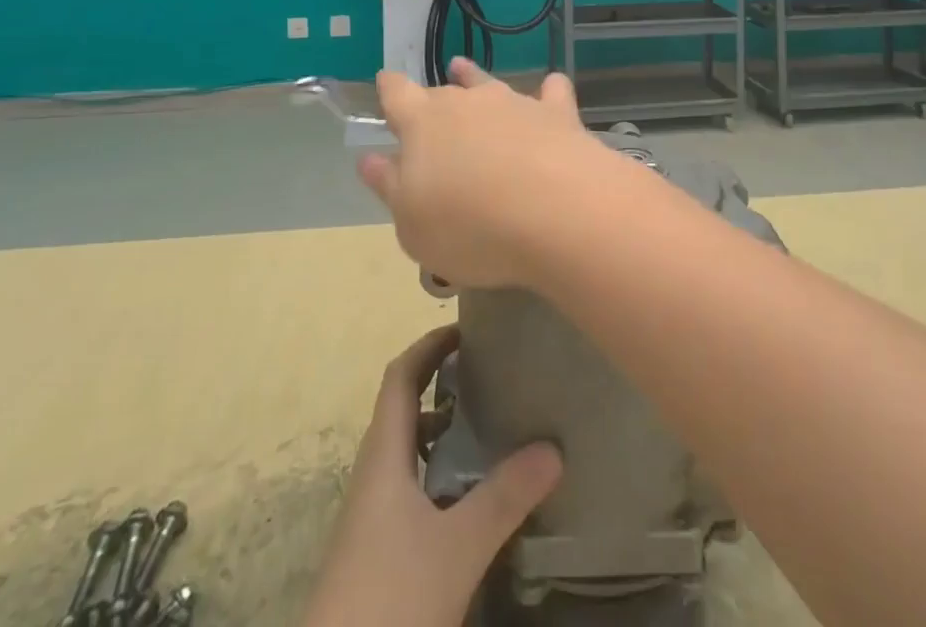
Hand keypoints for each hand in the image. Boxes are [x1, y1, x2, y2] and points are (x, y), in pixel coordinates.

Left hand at [302, 325, 562, 626]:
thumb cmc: (392, 598)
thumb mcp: (457, 547)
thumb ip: (504, 497)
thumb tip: (554, 447)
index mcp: (383, 455)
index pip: (400, 376)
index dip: (429, 346)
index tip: (466, 328)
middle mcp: (373, 474)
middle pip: (403, 408)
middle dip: (441, 383)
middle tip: (487, 373)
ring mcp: (371, 515)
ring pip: (407, 451)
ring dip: (441, 430)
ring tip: (486, 428)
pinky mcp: (376, 549)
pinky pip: (409, 486)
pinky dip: (438, 472)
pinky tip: (469, 498)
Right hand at [363, 58, 611, 289]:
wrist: (555, 211)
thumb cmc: (469, 226)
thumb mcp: (412, 223)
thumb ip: (390, 186)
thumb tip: (369, 159)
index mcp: (423, 123)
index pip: (397, 94)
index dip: (389, 89)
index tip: (385, 82)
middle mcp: (466, 102)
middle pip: (443, 93)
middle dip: (433, 99)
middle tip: (431, 108)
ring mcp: (514, 103)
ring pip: (488, 83)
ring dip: (474, 79)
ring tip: (464, 69)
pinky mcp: (557, 114)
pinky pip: (551, 92)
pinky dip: (548, 91)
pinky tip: (551, 88)